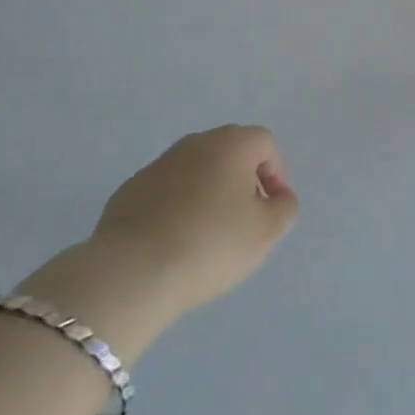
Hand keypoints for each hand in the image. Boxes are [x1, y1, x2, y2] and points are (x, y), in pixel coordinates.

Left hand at [92, 125, 299, 315]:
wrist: (133, 271)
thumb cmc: (212, 244)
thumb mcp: (267, 232)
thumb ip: (284, 208)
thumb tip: (278, 197)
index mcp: (231, 143)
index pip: (264, 143)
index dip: (276, 174)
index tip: (271, 210)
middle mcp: (195, 143)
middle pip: (229, 153)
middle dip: (242, 181)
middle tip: (243, 221)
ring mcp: (158, 164)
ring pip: (196, 172)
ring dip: (208, 194)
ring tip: (207, 236)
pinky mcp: (130, 190)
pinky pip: (166, 192)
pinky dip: (177, 209)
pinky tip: (174, 243)